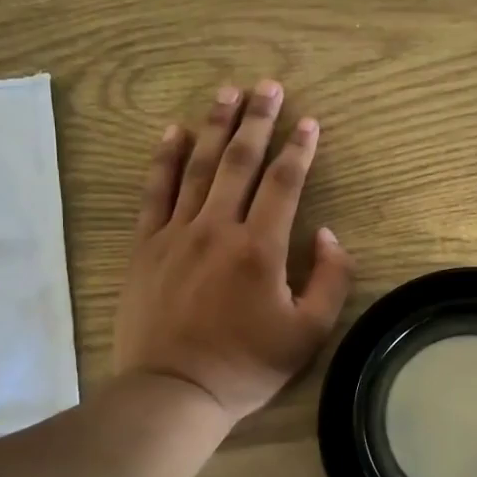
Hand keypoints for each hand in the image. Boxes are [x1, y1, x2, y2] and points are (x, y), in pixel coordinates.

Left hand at [114, 82, 353, 425]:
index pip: (285, 183)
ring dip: (214, 126)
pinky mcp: (146, 246)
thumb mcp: (309, 334)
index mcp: (261, 248)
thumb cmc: (246, 366)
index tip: (309, 122)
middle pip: (240, 161)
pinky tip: (173, 132)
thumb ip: (330, 279)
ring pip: (198, 167)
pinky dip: (164, 158)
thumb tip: (327, 233)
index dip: (299, 148)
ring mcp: (177, 233)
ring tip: (227, 92)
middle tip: (268, 86)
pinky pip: (155, 192)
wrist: (174, 390)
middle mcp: (218, 228)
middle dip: (257, 120)